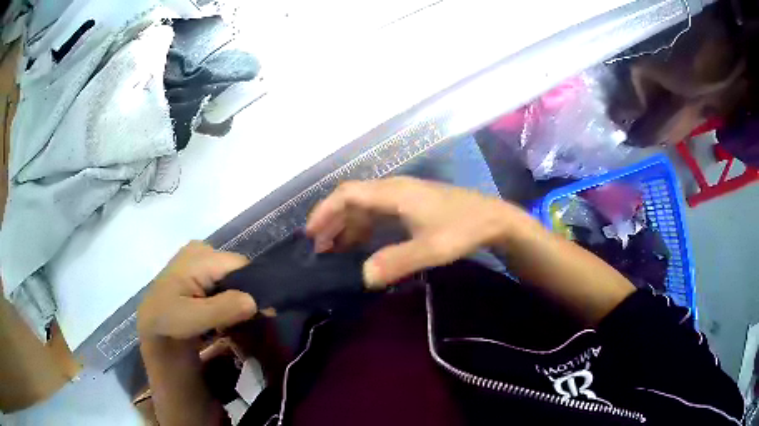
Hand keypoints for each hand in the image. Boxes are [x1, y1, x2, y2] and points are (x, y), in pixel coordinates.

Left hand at [137, 241, 256, 340]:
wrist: (150, 327)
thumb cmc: (166, 321)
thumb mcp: (192, 318)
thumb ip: (224, 308)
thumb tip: (256, 302)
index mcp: (199, 255)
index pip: (241, 266)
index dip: (254, 289)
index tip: (262, 315)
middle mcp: (202, 250)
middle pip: (237, 271)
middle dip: (244, 295)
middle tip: (243, 322)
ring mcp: (200, 260)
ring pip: (232, 278)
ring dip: (236, 300)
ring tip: (233, 321)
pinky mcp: (199, 271)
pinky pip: (223, 282)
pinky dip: (227, 299)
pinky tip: (223, 315)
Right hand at [306, 177, 519, 286]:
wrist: (494, 219)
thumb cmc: (463, 229)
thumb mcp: (432, 248)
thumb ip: (397, 262)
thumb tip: (363, 277)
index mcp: (394, 192)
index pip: (348, 194)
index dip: (325, 211)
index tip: (310, 234)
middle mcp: (394, 189)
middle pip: (352, 199)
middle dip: (331, 221)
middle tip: (318, 249)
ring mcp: (403, 196)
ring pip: (364, 207)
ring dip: (346, 226)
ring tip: (334, 251)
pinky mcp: (411, 205)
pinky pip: (377, 213)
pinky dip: (363, 228)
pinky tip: (361, 246)